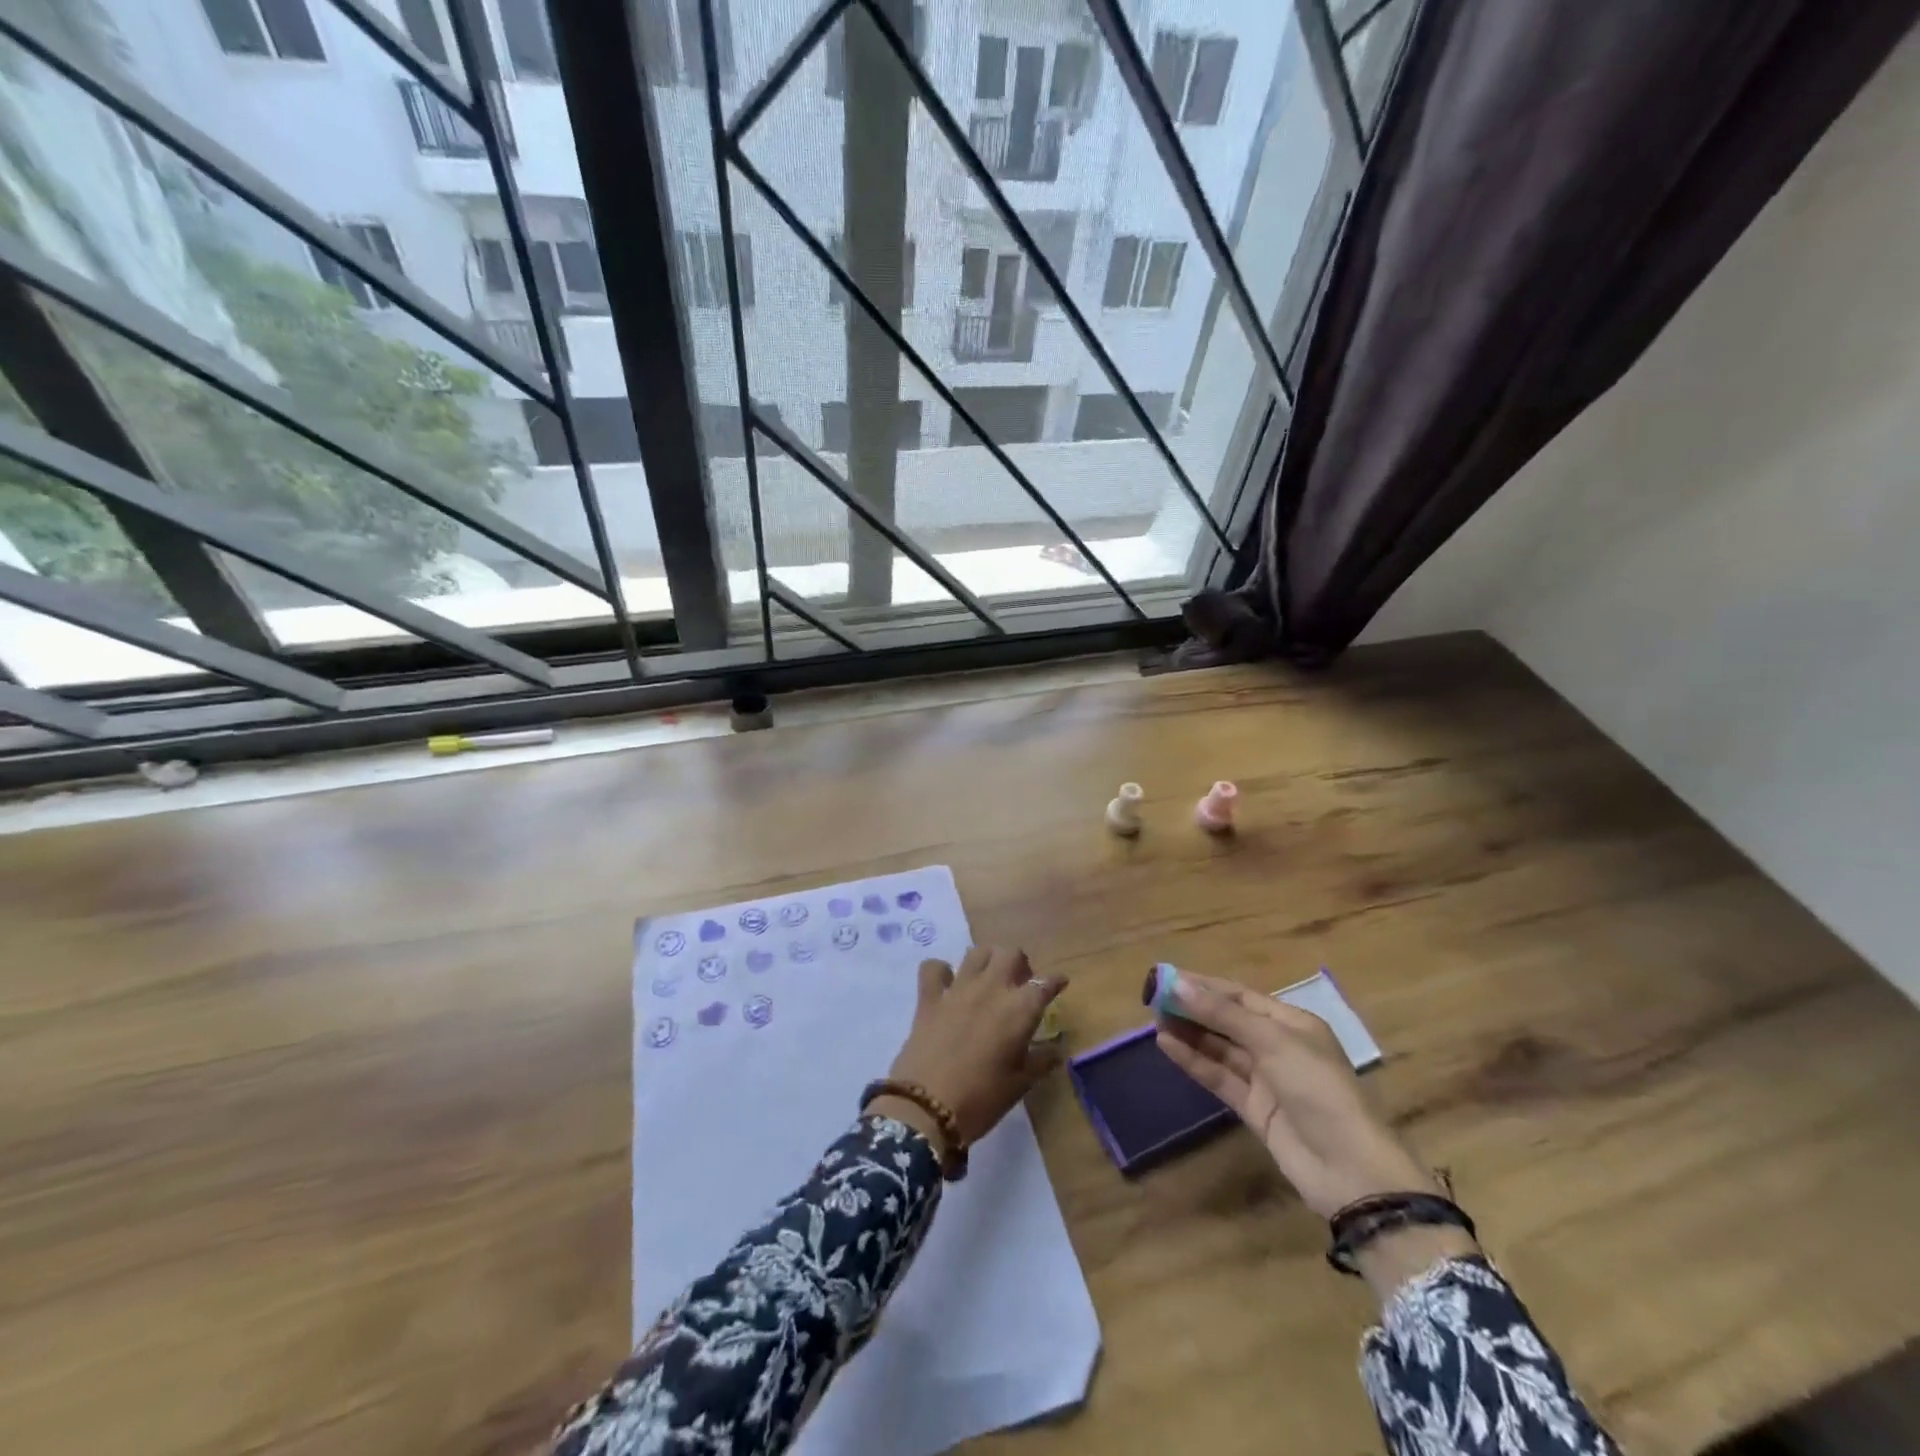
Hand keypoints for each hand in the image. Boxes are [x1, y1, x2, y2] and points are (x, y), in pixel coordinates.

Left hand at [880, 946, 1066, 1146]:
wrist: (927, 1107)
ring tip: (988, 979)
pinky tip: (946, 984)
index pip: (1044, 983)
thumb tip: (1057, 1050)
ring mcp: (957, 989)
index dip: (1054, 982)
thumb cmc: (982, 1099)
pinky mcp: (929, 997)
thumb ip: (1041, 1061)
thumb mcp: (1020, 1085)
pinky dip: (941, 971)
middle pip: (1010, 953)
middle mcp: (991, 989)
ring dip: (987, 960)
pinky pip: (933, 968)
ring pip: (977, 952)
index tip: (1059, 983)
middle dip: (1020, 963)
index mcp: (1019, 1009)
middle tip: (1020, 984)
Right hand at [1156, 972, 1443, 1218]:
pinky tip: (1167, 1046)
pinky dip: (1194, 1061)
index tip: (1166, 978)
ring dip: (1189, 1033)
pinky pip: (1218, 1077)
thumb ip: (1223, 1015)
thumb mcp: (1272, 1042)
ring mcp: (1266, 1079)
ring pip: (1220, 1048)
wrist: (1351, 1170)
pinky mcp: (1254, 1108)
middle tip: (1152, 999)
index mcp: (1292, 1023)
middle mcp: (1278, 1046)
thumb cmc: (1318, 1090)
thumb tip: (1178, 984)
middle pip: (1228, 1021)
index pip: (1240, 996)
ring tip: (1154, 1020)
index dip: (1203, 986)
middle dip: (1193, 1009)